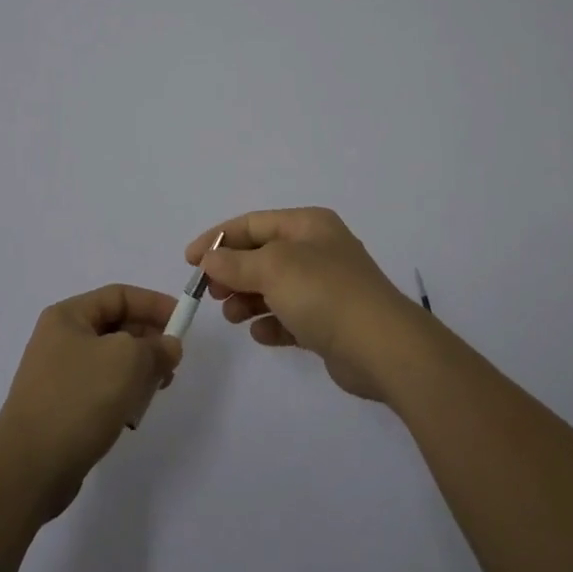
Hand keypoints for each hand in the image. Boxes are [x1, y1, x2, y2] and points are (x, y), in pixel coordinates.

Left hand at [0, 284, 183, 521]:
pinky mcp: (62, 407)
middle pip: (116, 327)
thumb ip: (156, 346)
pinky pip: (101, 389)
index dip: (154, 304)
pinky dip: (122, 395)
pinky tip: (133, 414)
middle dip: (149, 340)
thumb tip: (169, 346)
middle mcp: (60, 339)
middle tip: (173, 362)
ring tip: (157, 389)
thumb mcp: (127, 360)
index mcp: (68, 316)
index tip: (183, 321)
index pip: (119, 295)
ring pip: (111, 360)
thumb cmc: (79, 399)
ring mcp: (58, 375)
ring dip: (138, 371)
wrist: (29, 468)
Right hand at [188, 207, 426, 401]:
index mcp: (307, 225)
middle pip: (262, 255)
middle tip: (211, 293)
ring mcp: (326, 287)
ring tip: (232, 316)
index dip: (218, 239)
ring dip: (248, 299)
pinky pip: (290, 317)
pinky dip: (272, 323)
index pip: (252, 224)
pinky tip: (260, 334)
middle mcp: (317, 250)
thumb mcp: (272, 269)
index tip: (189, 262)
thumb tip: (210, 260)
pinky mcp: (330, 322)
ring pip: (274, 287)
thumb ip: (235, 263)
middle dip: (233, 272)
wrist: (383, 347)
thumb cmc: (324, 293)